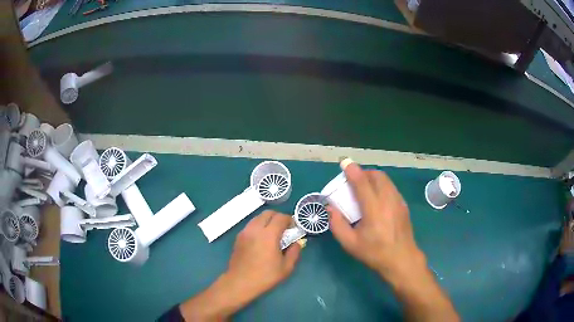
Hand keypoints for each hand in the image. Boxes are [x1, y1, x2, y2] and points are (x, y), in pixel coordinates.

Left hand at [226, 210, 300, 295]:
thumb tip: (297, 243)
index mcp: (268, 235)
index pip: (281, 217)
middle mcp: (255, 229)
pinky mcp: (238, 237)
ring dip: (267, 221)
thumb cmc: (265, 276)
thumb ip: (294, 252)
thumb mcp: (286, 267)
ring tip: (272, 234)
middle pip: (268, 213)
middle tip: (284, 229)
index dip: (290, 220)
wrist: (240, 282)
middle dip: (278, 218)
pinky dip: (258, 226)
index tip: (294, 228)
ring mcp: (245, 232)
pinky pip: (251, 225)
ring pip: (258, 217)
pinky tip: (261, 240)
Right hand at [328, 159, 424, 281]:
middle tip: (354, 181)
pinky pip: (391, 188)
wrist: (401, 259)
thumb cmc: (374, 252)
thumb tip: (330, 208)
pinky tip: (377, 199)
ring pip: (386, 180)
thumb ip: (337, 224)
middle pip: (377, 176)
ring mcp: (398, 202)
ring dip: (374, 178)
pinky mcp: (403, 205)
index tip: (345, 163)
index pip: (362, 183)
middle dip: (364, 173)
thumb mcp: (350, 243)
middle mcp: (388, 200)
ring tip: (365, 188)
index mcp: (373, 209)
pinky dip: (382, 186)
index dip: (352, 171)